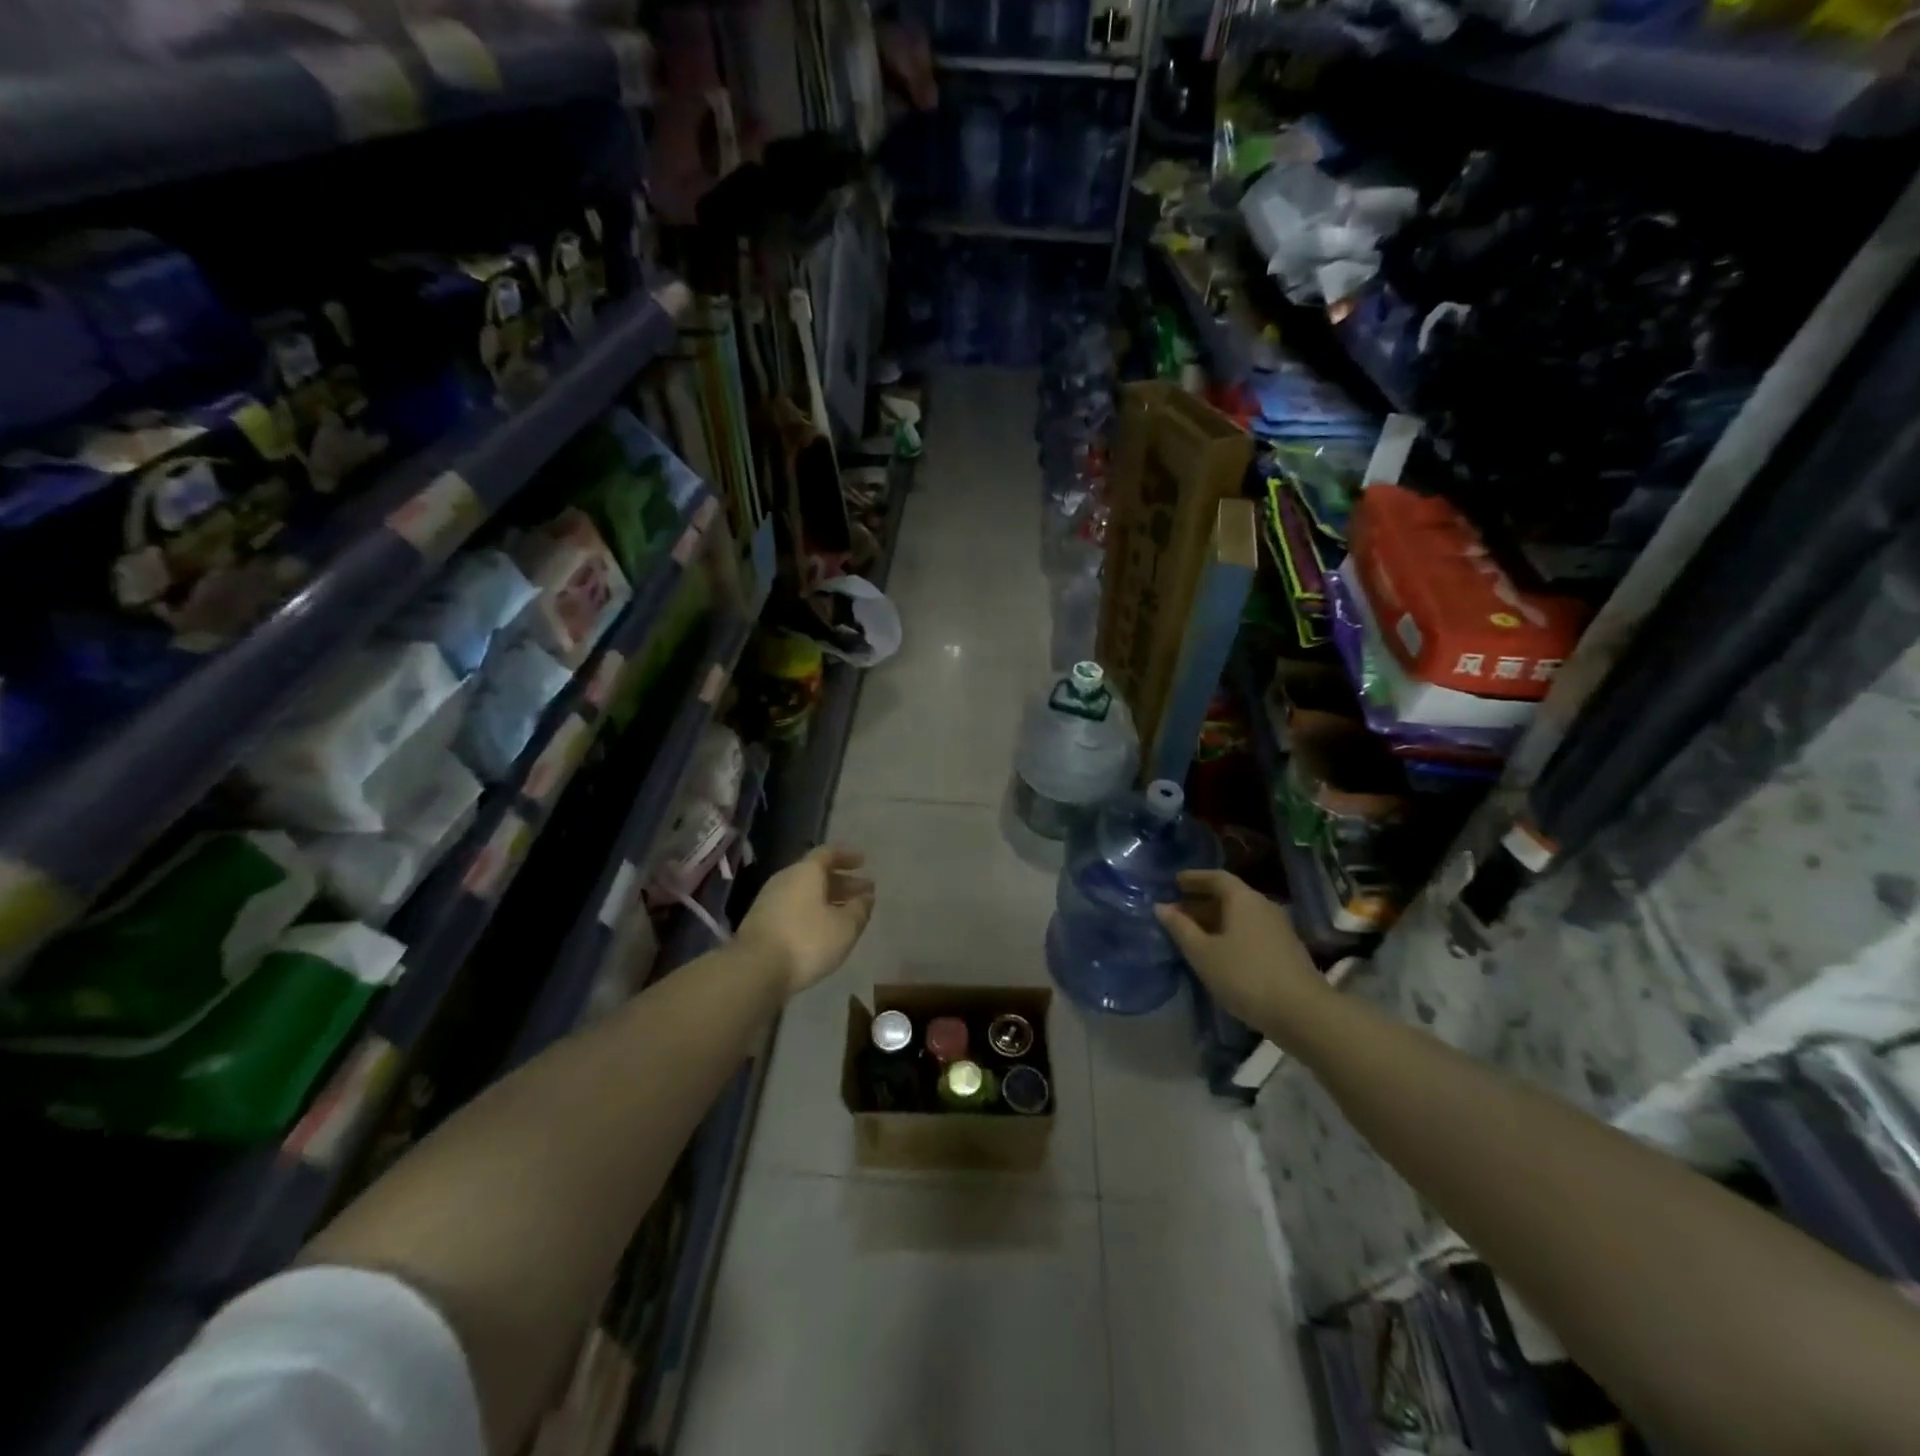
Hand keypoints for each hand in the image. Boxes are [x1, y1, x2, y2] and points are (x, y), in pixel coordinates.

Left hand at [736, 846, 875, 996]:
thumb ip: (859, 909)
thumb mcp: (845, 927)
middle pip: (816, 874)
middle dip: (842, 882)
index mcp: (806, 872)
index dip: (847, 856)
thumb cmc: (806, 941)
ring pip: (805, 893)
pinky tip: (822, 929)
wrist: (755, 970)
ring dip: (828, 899)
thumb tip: (866, 897)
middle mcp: (785, 879)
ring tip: (847, 913)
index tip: (863, 862)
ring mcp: (769, 901)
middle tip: (864, 892)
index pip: (828, 854)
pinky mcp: (761, 923)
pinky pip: (793, 908)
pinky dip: (812, 913)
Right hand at [1155, 870, 1326, 1034]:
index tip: (1175, 882)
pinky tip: (1219, 953)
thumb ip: (1180, 928)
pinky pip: (1251, 931)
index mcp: (1243, 899)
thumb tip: (1161, 907)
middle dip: (1201, 901)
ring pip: (1240, 916)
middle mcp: (1263, 906)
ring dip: (1216, 920)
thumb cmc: (1245, 975)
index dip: (1194, 878)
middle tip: (1177, 912)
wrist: (1303, 1012)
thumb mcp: (1203, 953)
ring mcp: (1278, 928)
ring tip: (1193, 934)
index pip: (1216, 877)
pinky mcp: (1286, 950)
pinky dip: (1231, 934)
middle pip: (1229, 896)